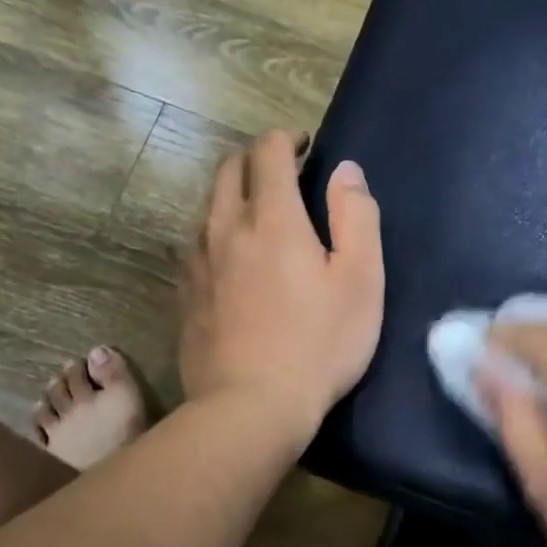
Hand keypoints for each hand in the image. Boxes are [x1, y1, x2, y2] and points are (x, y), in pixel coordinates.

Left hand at [179, 130, 383, 440]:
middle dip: (256, 159)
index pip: (268, 152)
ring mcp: (198, 261)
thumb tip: (345, 170)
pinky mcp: (184, 293)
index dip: (287, 138)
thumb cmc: (319, 344)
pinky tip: (229, 256)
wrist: (250, 407)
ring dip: (232, 194)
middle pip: (228, 169)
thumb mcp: (361, 280)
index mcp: (272, 218)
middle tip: (284, 173)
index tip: (305, 146)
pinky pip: (194, 243)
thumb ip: (356, 216)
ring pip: (207, 205)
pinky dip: (214, 231)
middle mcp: (225, 228)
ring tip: (257, 213)